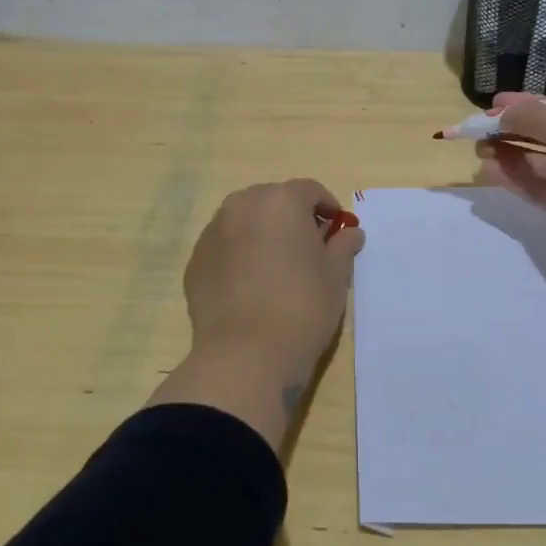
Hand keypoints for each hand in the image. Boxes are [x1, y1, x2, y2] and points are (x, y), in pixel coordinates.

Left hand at [182, 179, 364, 377]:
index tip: (336, 232)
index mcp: (281, 200)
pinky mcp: (195, 261)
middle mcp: (242, 205)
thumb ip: (343, 246)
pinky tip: (249, 287)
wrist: (246, 354)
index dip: (328, 209)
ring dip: (262, 234)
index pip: (310, 191)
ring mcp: (213, 232)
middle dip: (291, 218)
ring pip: (245, 222)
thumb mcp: (335, 276)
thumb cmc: (302, 306)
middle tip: (307, 250)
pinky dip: (238, 256)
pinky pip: (225, 247)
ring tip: (275, 269)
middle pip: (273, 201)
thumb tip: (350, 233)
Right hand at [475, 94, 545, 282]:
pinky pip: (544, 191)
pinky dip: (519, 180)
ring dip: (512, 154)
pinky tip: (491, 172)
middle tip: (478, 131)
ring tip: (479, 152)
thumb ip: (536, 119)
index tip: (493, 105)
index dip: (529, 104)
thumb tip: (501, 110)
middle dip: (515, 130)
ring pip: (544, 163)